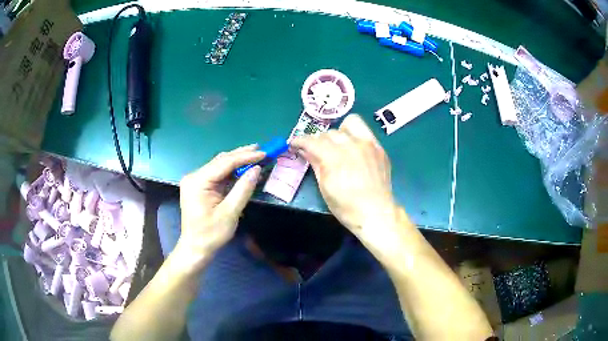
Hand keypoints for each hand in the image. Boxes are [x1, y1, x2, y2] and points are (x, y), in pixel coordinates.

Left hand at [174, 145, 263, 271]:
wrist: (196, 248)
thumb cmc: (212, 233)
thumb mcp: (230, 213)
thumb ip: (243, 189)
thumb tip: (256, 169)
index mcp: (198, 182)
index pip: (224, 163)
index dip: (245, 157)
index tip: (263, 153)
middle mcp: (194, 177)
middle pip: (221, 161)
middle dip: (242, 155)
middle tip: (261, 149)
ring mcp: (196, 181)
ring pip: (219, 165)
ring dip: (237, 161)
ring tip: (255, 155)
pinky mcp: (199, 186)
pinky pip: (217, 174)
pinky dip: (231, 171)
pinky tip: (243, 167)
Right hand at [291, 114, 403, 243]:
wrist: (376, 213)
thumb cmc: (346, 206)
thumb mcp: (325, 187)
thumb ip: (315, 164)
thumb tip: (304, 150)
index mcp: (334, 157)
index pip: (312, 141)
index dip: (299, 141)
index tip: (294, 144)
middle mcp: (351, 145)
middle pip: (329, 133)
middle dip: (319, 141)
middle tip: (318, 152)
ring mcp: (368, 144)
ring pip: (349, 124)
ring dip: (339, 133)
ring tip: (338, 145)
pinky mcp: (379, 147)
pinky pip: (365, 131)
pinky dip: (355, 136)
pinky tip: (354, 150)